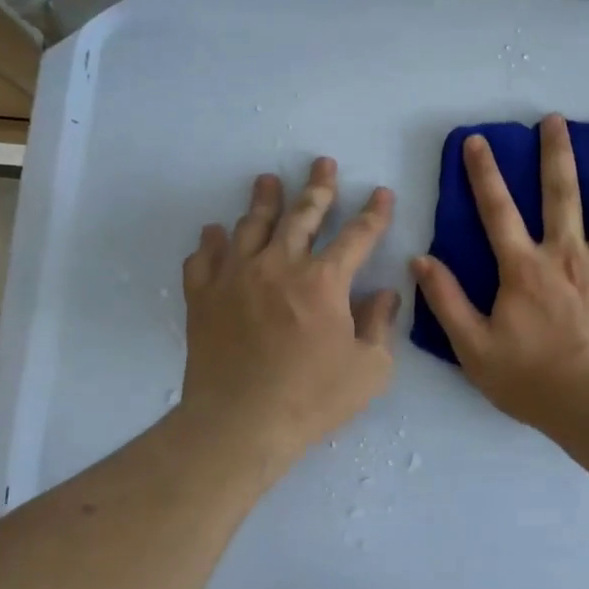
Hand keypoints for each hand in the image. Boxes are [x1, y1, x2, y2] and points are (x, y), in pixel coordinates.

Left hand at [180, 157, 398, 461]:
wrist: (239, 425)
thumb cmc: (312, 399)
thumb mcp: (369, 369)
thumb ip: (380, 325)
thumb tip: (386, 293)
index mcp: (324, 282)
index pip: (356, 236)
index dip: (374, 213)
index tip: (382, 193)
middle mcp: (279, 266)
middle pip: (302, 216)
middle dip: (318, 188)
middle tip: (323, 163)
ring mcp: (236, 278)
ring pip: (251, 226)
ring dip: (263, 201)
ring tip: (268, 180)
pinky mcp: (203, 297)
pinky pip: (204, 259)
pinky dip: (211, 243)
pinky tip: (215, 233)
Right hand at [411, 114, 588, 425]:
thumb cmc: (532, 381)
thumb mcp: (474, 348)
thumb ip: (447, 301)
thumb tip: (421, 260)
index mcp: (525, 268)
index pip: (497, 210)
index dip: (484, 173)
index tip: (479, 141)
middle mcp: (568, 254)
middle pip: (561, 193)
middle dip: (556, 154)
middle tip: (556, 120)